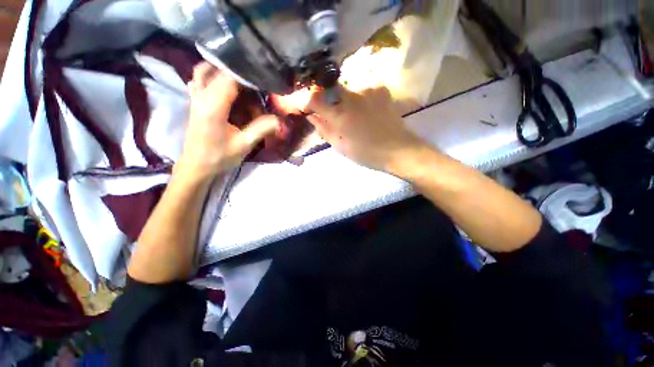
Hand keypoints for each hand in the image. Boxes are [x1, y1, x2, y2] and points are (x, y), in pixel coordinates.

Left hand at [176, 62, 280, 179]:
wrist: (196, 166)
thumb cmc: (219, 157)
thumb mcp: (244, 145)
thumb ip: (262, 129)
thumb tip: (280, 120)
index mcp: (213, 106)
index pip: (230, 77)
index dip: (249, 74)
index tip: (265, 77)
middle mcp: (201, 96)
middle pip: (218, 69)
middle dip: (239, 72)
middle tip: (257, 81)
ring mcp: (195, 97)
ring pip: (205, 70)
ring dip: (223, 70)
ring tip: (242, 80)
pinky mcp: (194, 102)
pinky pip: (199, 79)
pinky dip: (212, 76)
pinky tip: (224, 85)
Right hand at [307, 86, 427, 173]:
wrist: (397, 149)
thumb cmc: (366, 153)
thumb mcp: (340, 146)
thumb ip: (324, 130)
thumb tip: (311, 116)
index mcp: (339, 116)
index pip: (315, 99)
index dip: (310, 102)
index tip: (311, 108)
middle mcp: (351, 98)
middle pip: (331, 89)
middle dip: (329, 99)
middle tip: (336, 114)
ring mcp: (367, 91)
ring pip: (349, 90)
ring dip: (348, 101)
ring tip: (356, 116)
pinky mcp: (381, 90)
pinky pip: (365, 90)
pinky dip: (363, 99)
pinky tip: (369, 110)